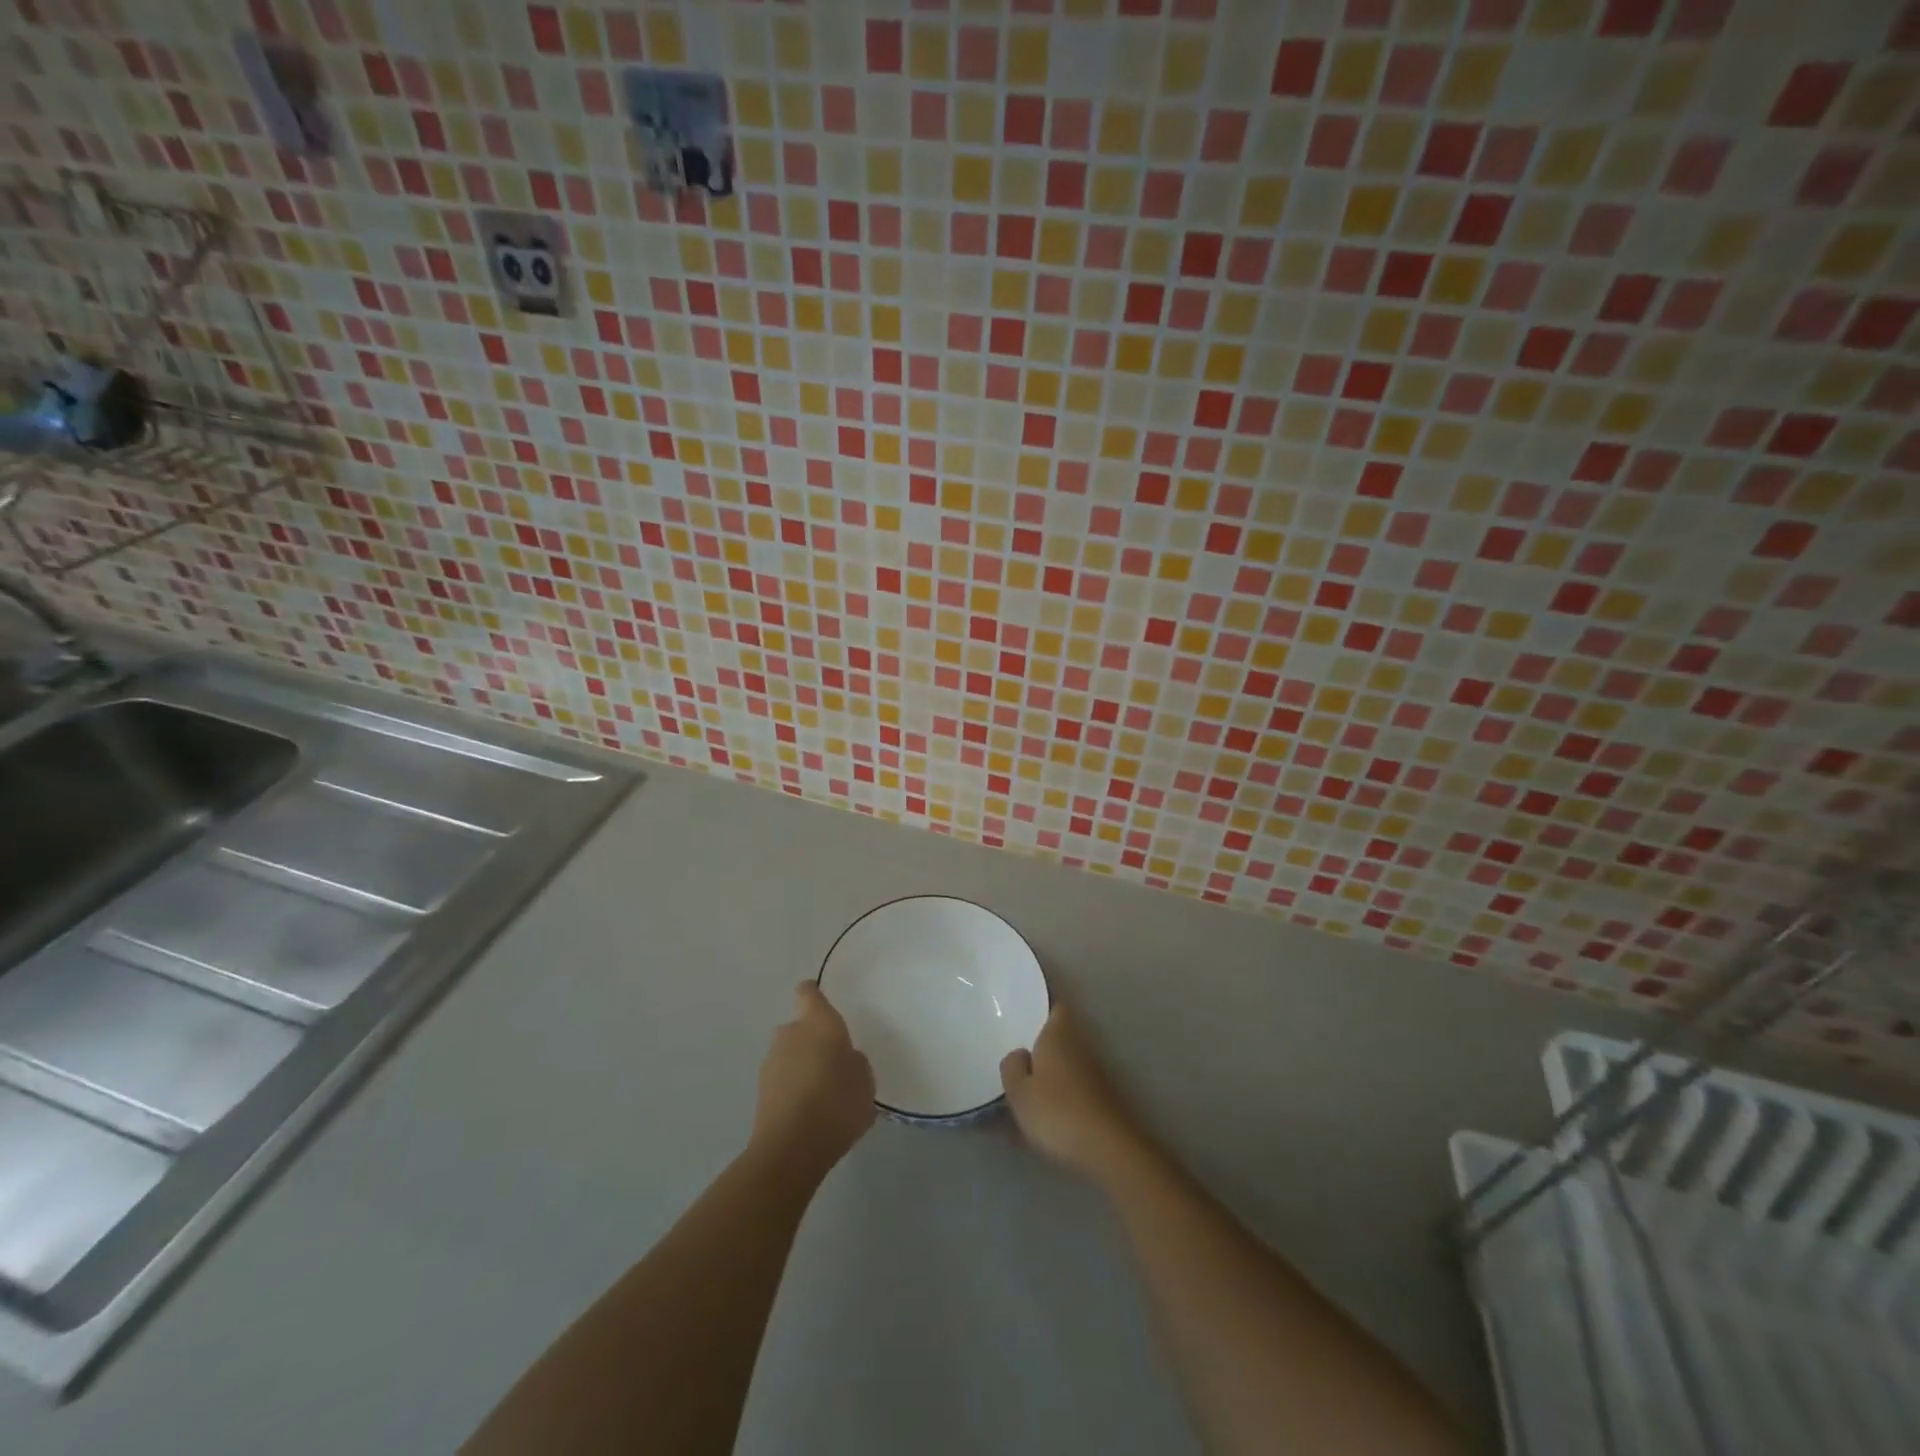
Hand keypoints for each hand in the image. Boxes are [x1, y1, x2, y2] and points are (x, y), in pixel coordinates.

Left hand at [752, 981, 875, 1172]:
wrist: (791, 1148)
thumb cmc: (836, 1102)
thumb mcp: (865, 1080)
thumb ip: (855, 1062)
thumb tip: (844, 1059)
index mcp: (818, 1022)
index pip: (809, 992)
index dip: (815, 995)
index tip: (825, 1004)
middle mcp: (790, 1033)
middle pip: (800, 1028)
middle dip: (813, 1041)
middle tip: (835, 1063)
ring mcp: (770, 1062)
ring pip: (790, 1055)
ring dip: (802, 1067)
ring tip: (824, 1095)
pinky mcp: (760, 1092)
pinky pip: (783, 1081)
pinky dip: (793, 1090)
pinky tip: (810, 1114)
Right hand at [1000, 1005, 1148, 1184]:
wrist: (1109, 1149)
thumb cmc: (1057, 1112)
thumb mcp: (1019, 1092)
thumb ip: (1012, 1067)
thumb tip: (1020, 1054)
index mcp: (1058, 1036)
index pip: (1056, 1009)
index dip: (1044, 1010)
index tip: (1027, 1018)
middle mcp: (1080, 1047)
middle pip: (1062, 1037)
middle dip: (1044, 1046)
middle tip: (1019, 1059)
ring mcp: (1096, 1074)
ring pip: (1069, 1065)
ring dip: (1053, 1075)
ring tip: (1029, 1093)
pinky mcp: (1104, 1100)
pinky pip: (1076, 1089)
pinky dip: (1064, 1096)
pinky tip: (1049, 1118)